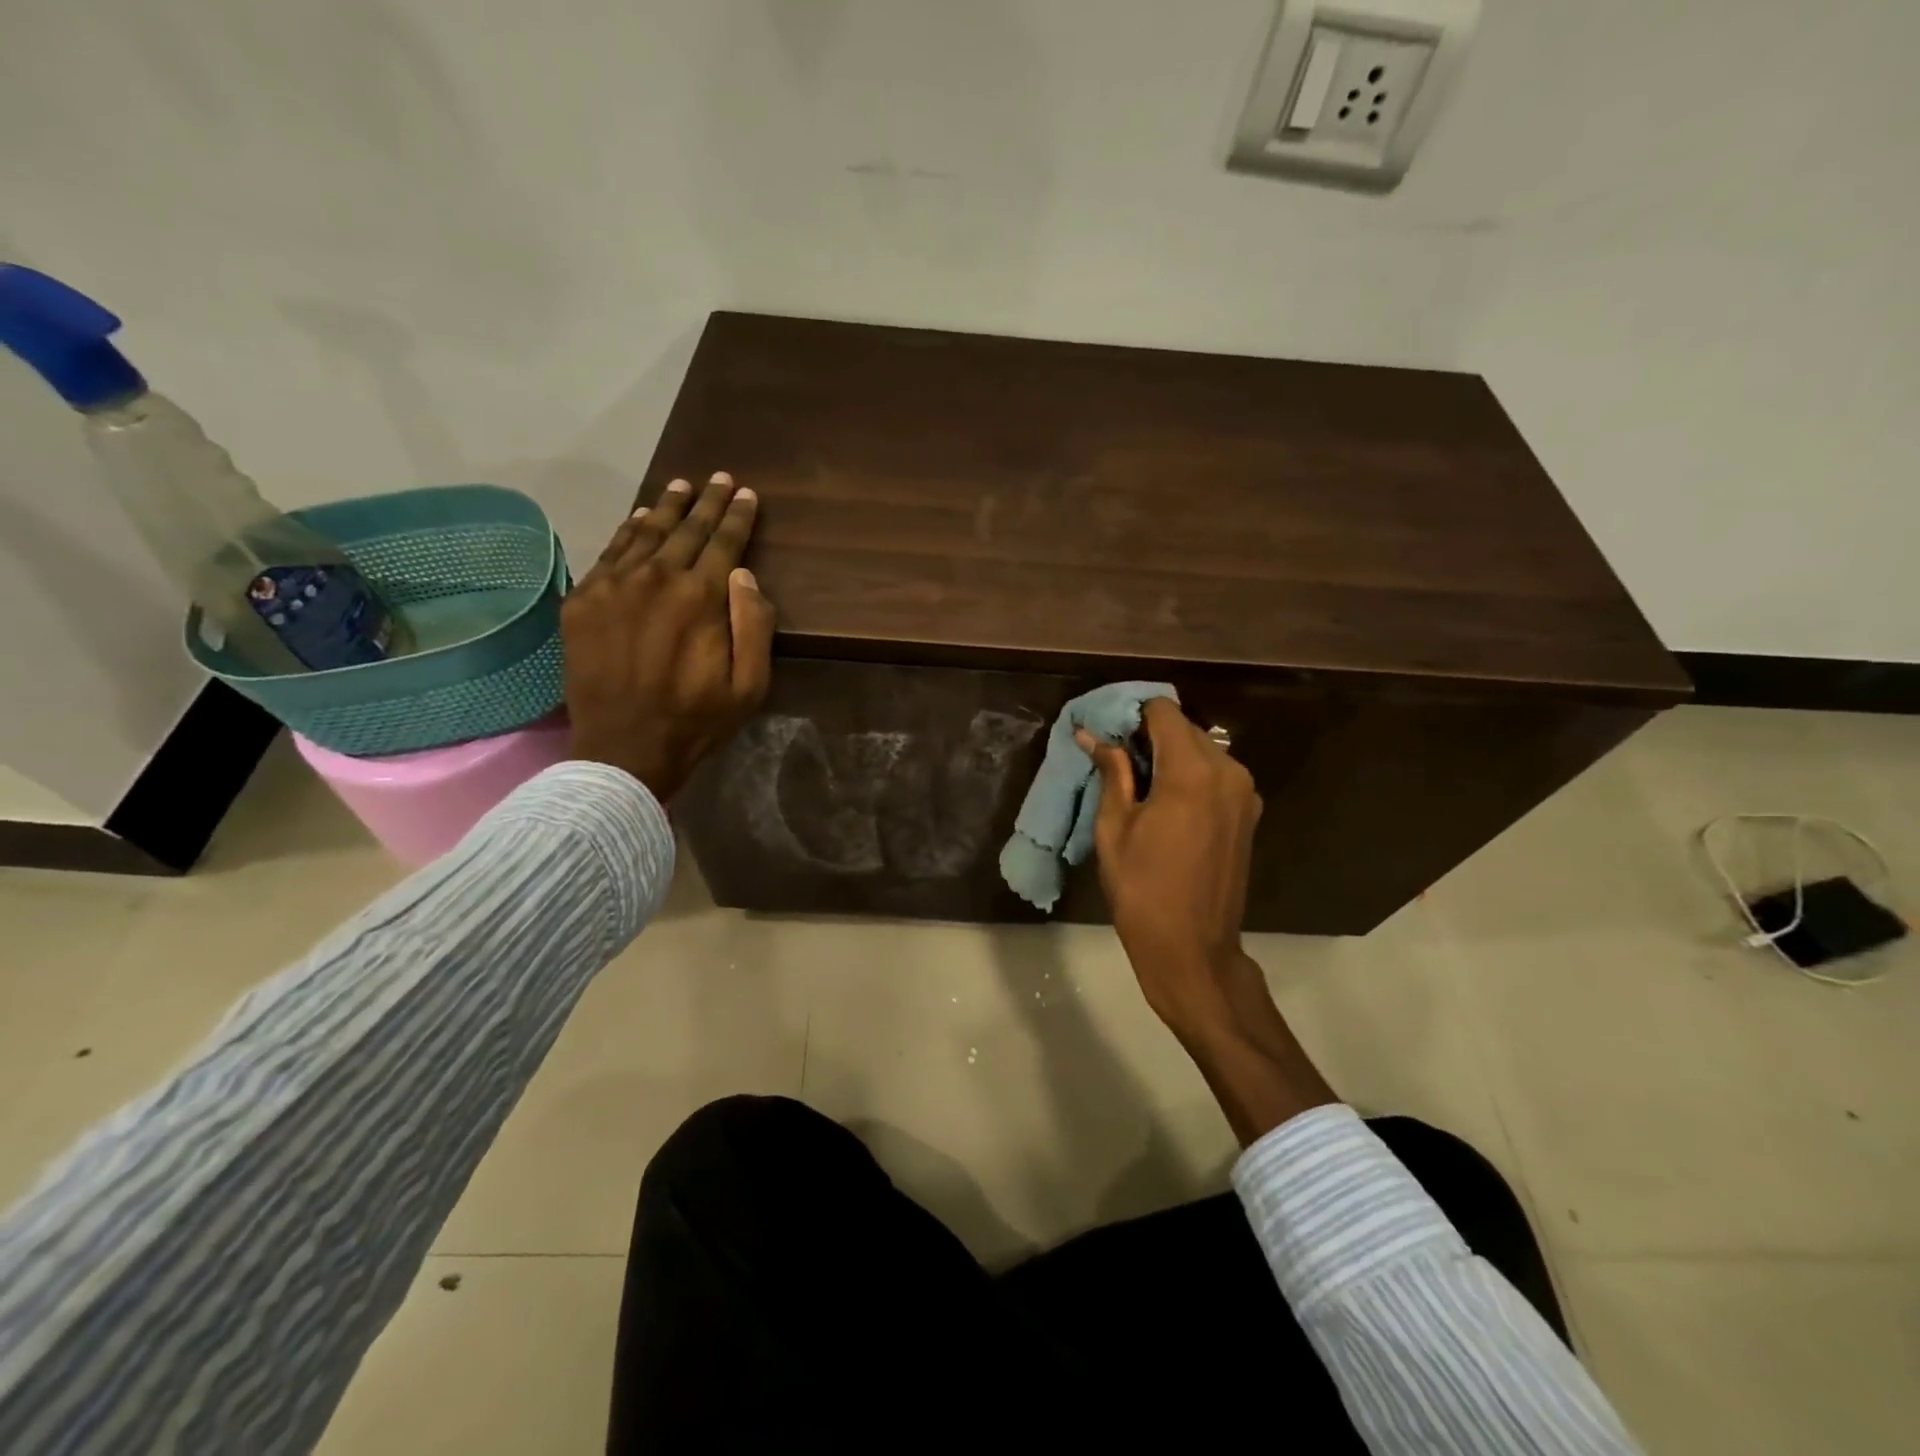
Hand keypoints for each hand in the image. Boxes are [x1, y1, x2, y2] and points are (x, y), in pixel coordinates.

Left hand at [562, 472, 774, 800]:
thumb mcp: (750, 685)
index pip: (724, 543)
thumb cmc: (697, 720)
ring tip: (681, 487)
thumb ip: (754, 625)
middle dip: (707, 502)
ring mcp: (613, 586)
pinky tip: (639, 520)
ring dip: (667, 508)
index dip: (738, 516)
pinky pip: (609, 553)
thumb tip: (745, 575)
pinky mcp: (583, 601)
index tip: (746, 493)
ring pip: (645, 533)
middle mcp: (656, 579)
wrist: (623, 749)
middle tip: (718, 477)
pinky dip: (627, 532)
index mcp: (701, 597)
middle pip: (686, 529)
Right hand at [1080, 699, 1334, 1142]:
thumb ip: (1111, 772)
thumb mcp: (1115, 829)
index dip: (1130, 714)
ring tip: (1137, 784)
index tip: (1106, 732)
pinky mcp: (1248, 813)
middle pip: (1184, 728)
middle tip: (1115, 759)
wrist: (1193, 950)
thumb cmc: (1143, 890)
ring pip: (1202, 750)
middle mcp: (1228, 771)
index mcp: (1193, 772)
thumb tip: (1090, 734)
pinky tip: (1164, 803)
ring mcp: (1244, 793)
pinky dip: (1189, 775)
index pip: (1162, 712)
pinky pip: (1215, 774)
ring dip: (1169, 755)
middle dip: (1148, 734)